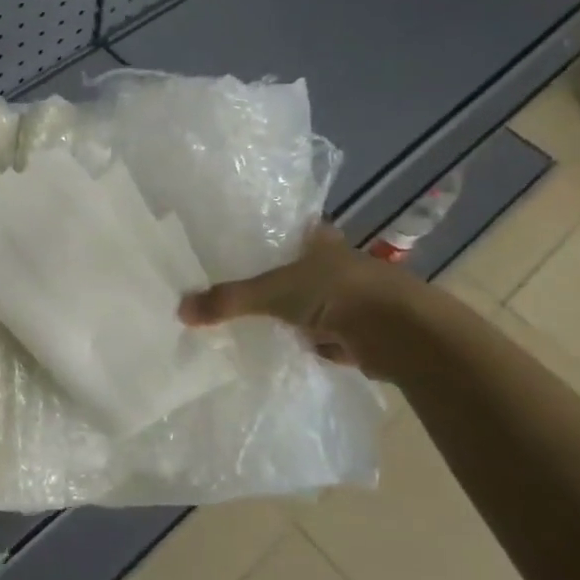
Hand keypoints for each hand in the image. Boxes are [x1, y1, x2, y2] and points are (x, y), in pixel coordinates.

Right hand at [180, 224, 425, 376]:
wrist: (401, 333)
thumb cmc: (336, 293)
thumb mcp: (271, 293)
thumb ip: (228, 300)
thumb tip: (179, 309)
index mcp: (319, 239)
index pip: (288, 230)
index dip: (267, 238)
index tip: (239, 248)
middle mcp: (337, 263)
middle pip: (297, 269)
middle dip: (276, 282)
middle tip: (236, 292)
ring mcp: (352, 297)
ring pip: (311, 303)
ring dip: (294, 315)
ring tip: (252, 323)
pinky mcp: (361, 329)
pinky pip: (324, 334)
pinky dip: (311, 342)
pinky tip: (286, 348)